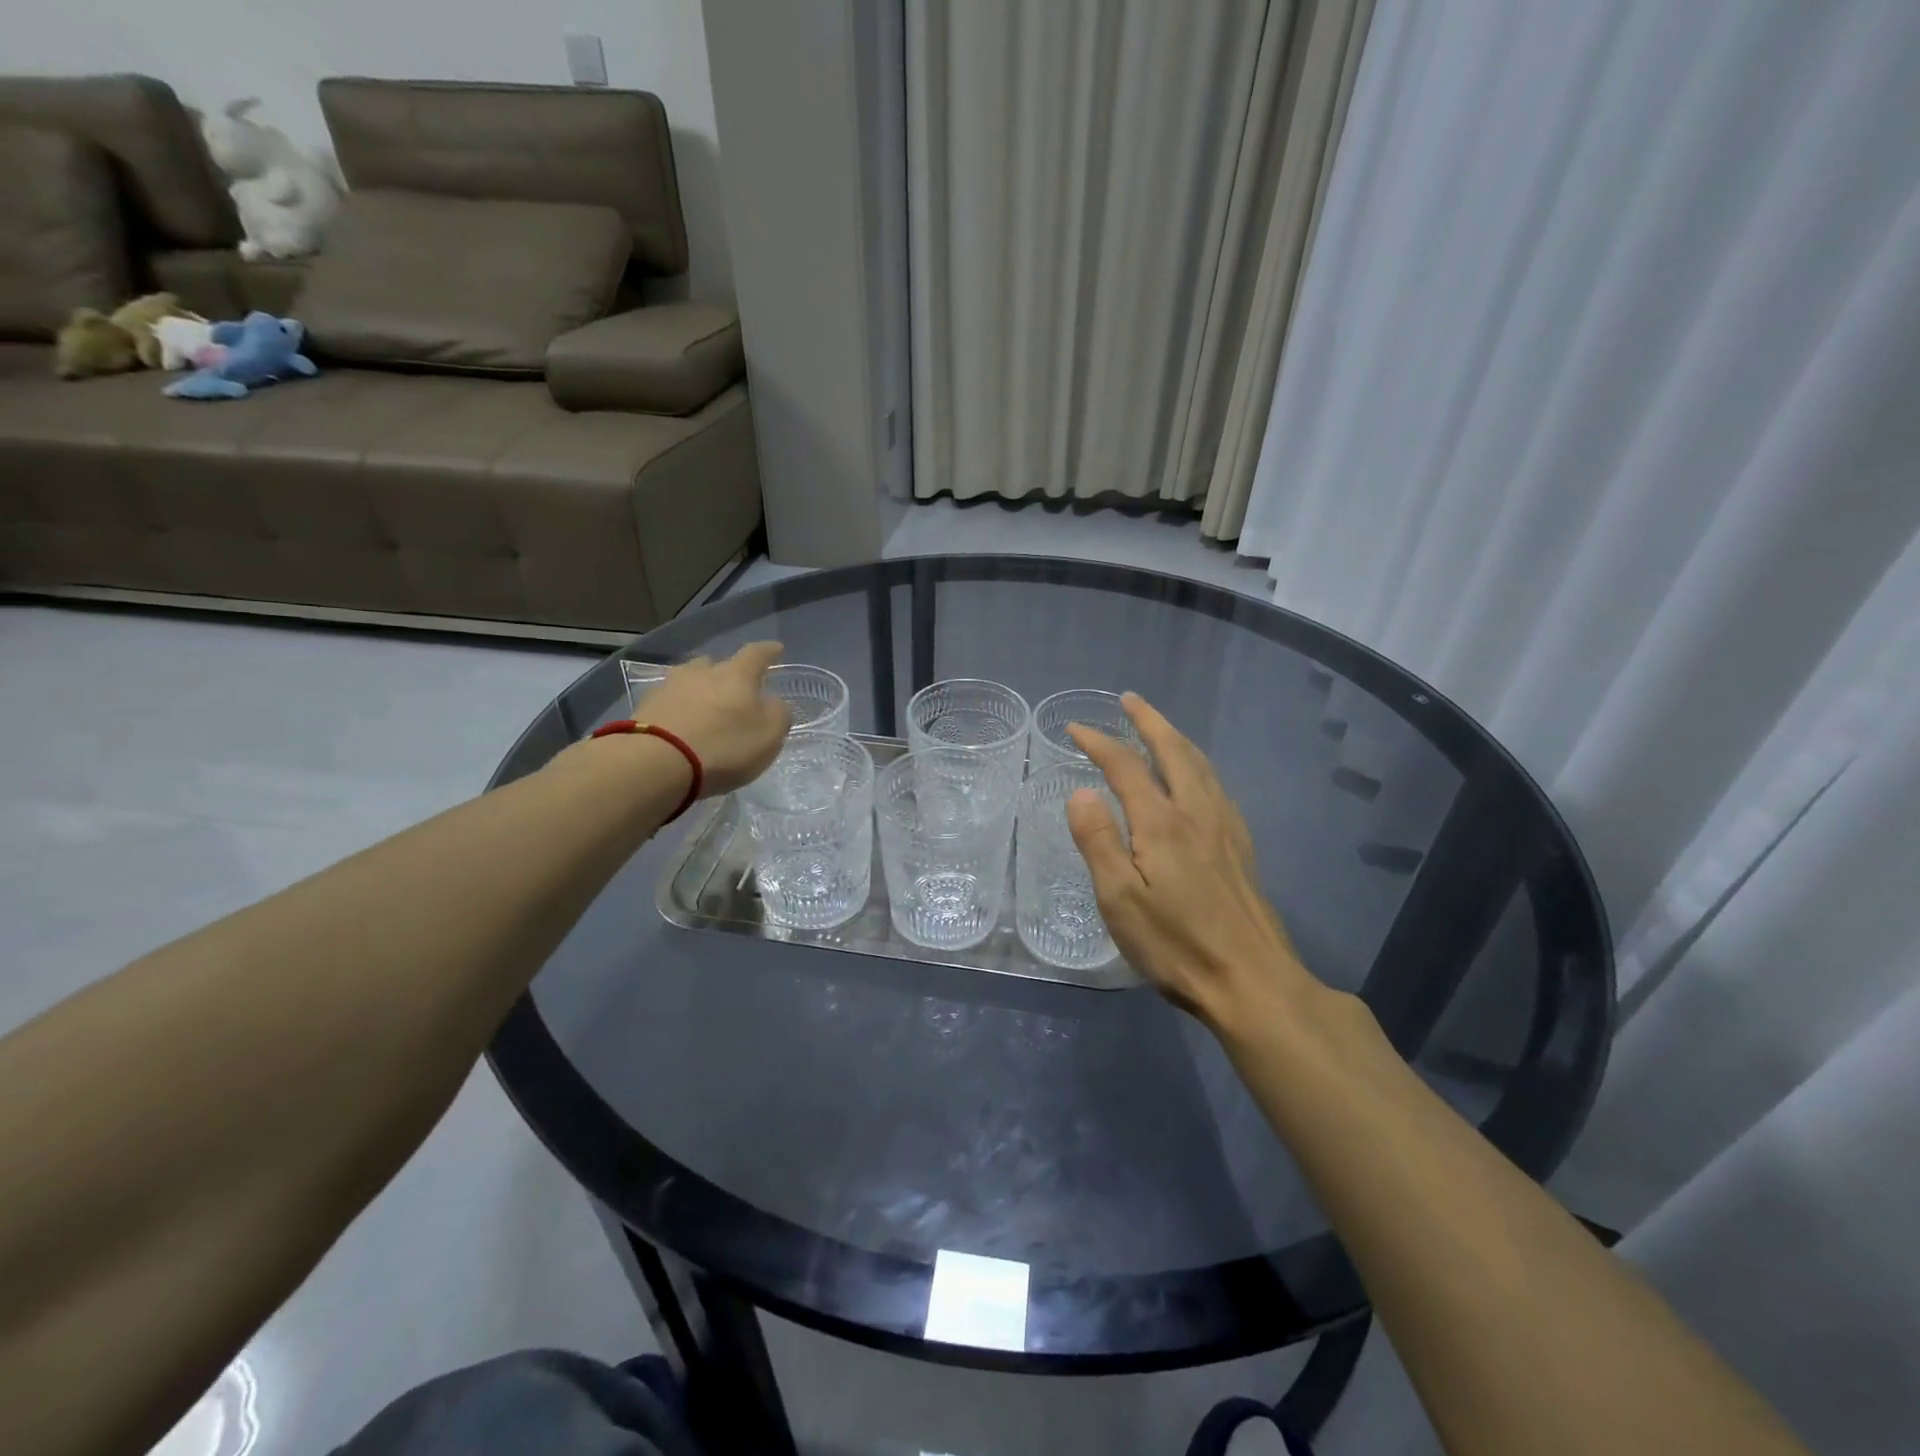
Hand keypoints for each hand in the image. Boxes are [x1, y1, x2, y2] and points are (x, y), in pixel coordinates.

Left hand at [632, 641, 791, 795]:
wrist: (656, 762)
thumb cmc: (724, 746)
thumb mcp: (769, 735)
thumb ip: (777, 714)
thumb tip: (771, 703)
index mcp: (737, 674)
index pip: (756, 654)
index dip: (768, 651)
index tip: (776, 648)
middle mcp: (702, 672)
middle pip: (717, 664)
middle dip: (727, 674)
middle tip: (735, 689)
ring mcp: (669, 687)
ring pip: (690, 680)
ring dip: (699, 689)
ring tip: (705, 707)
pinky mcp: (645, 707)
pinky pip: (670, 701)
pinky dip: (679, 709)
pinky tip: (682, 725)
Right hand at [1067, 694, 1311, 1027]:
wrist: (1252, 982)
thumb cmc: (1176, 944)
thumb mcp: (1120, 899)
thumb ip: (1098, 840)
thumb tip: (1082, 791)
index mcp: (1162, 822)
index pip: (1125, 766)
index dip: (1099, 742)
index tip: (1075, 728)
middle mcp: (1197, 813)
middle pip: (1174, 751)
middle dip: (1149, 721)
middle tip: (1129, 700)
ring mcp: (1225, 829)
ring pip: (1201, 765)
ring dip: (1176, 738)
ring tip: (1160, 728)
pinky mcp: (1241, 848)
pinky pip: (1216, 786)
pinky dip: (1198, 765)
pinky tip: (1197, 780)